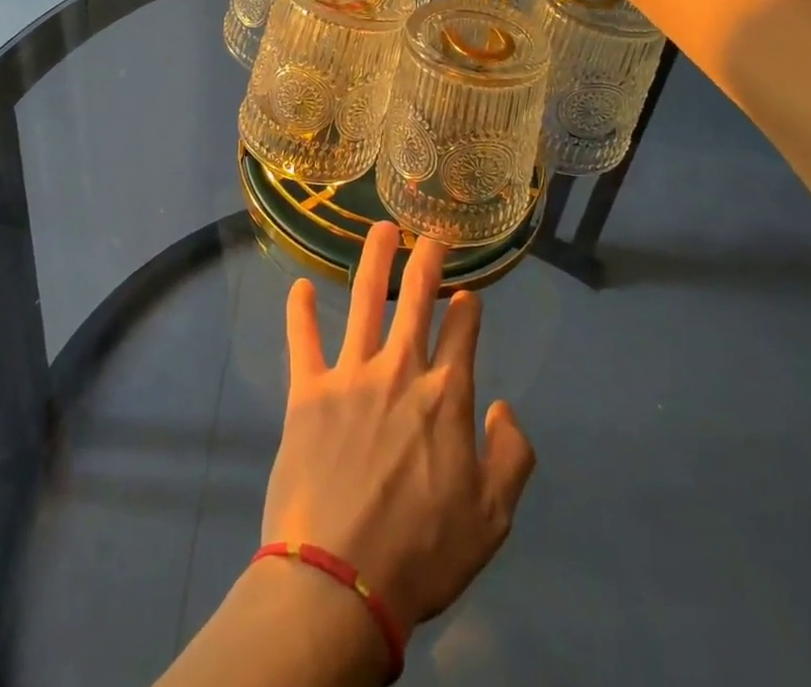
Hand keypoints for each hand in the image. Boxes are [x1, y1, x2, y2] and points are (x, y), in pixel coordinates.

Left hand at [261, 223, 536, 636]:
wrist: (341, 580)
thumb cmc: (422, 553)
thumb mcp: (492, 519)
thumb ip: (511, 457)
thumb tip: (505, 407)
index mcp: (446, 396)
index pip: (463, 332)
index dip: (468, 308)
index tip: (468, 294)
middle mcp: (400, 370)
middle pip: (416, 299)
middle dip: (427, 260)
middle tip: (431, 233)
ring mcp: (351, 374)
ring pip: (363, 299)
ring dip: (374, 259)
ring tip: (381, 229)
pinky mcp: (308, 390)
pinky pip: (303, 339)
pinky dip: (300, 311)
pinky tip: (299, 286)